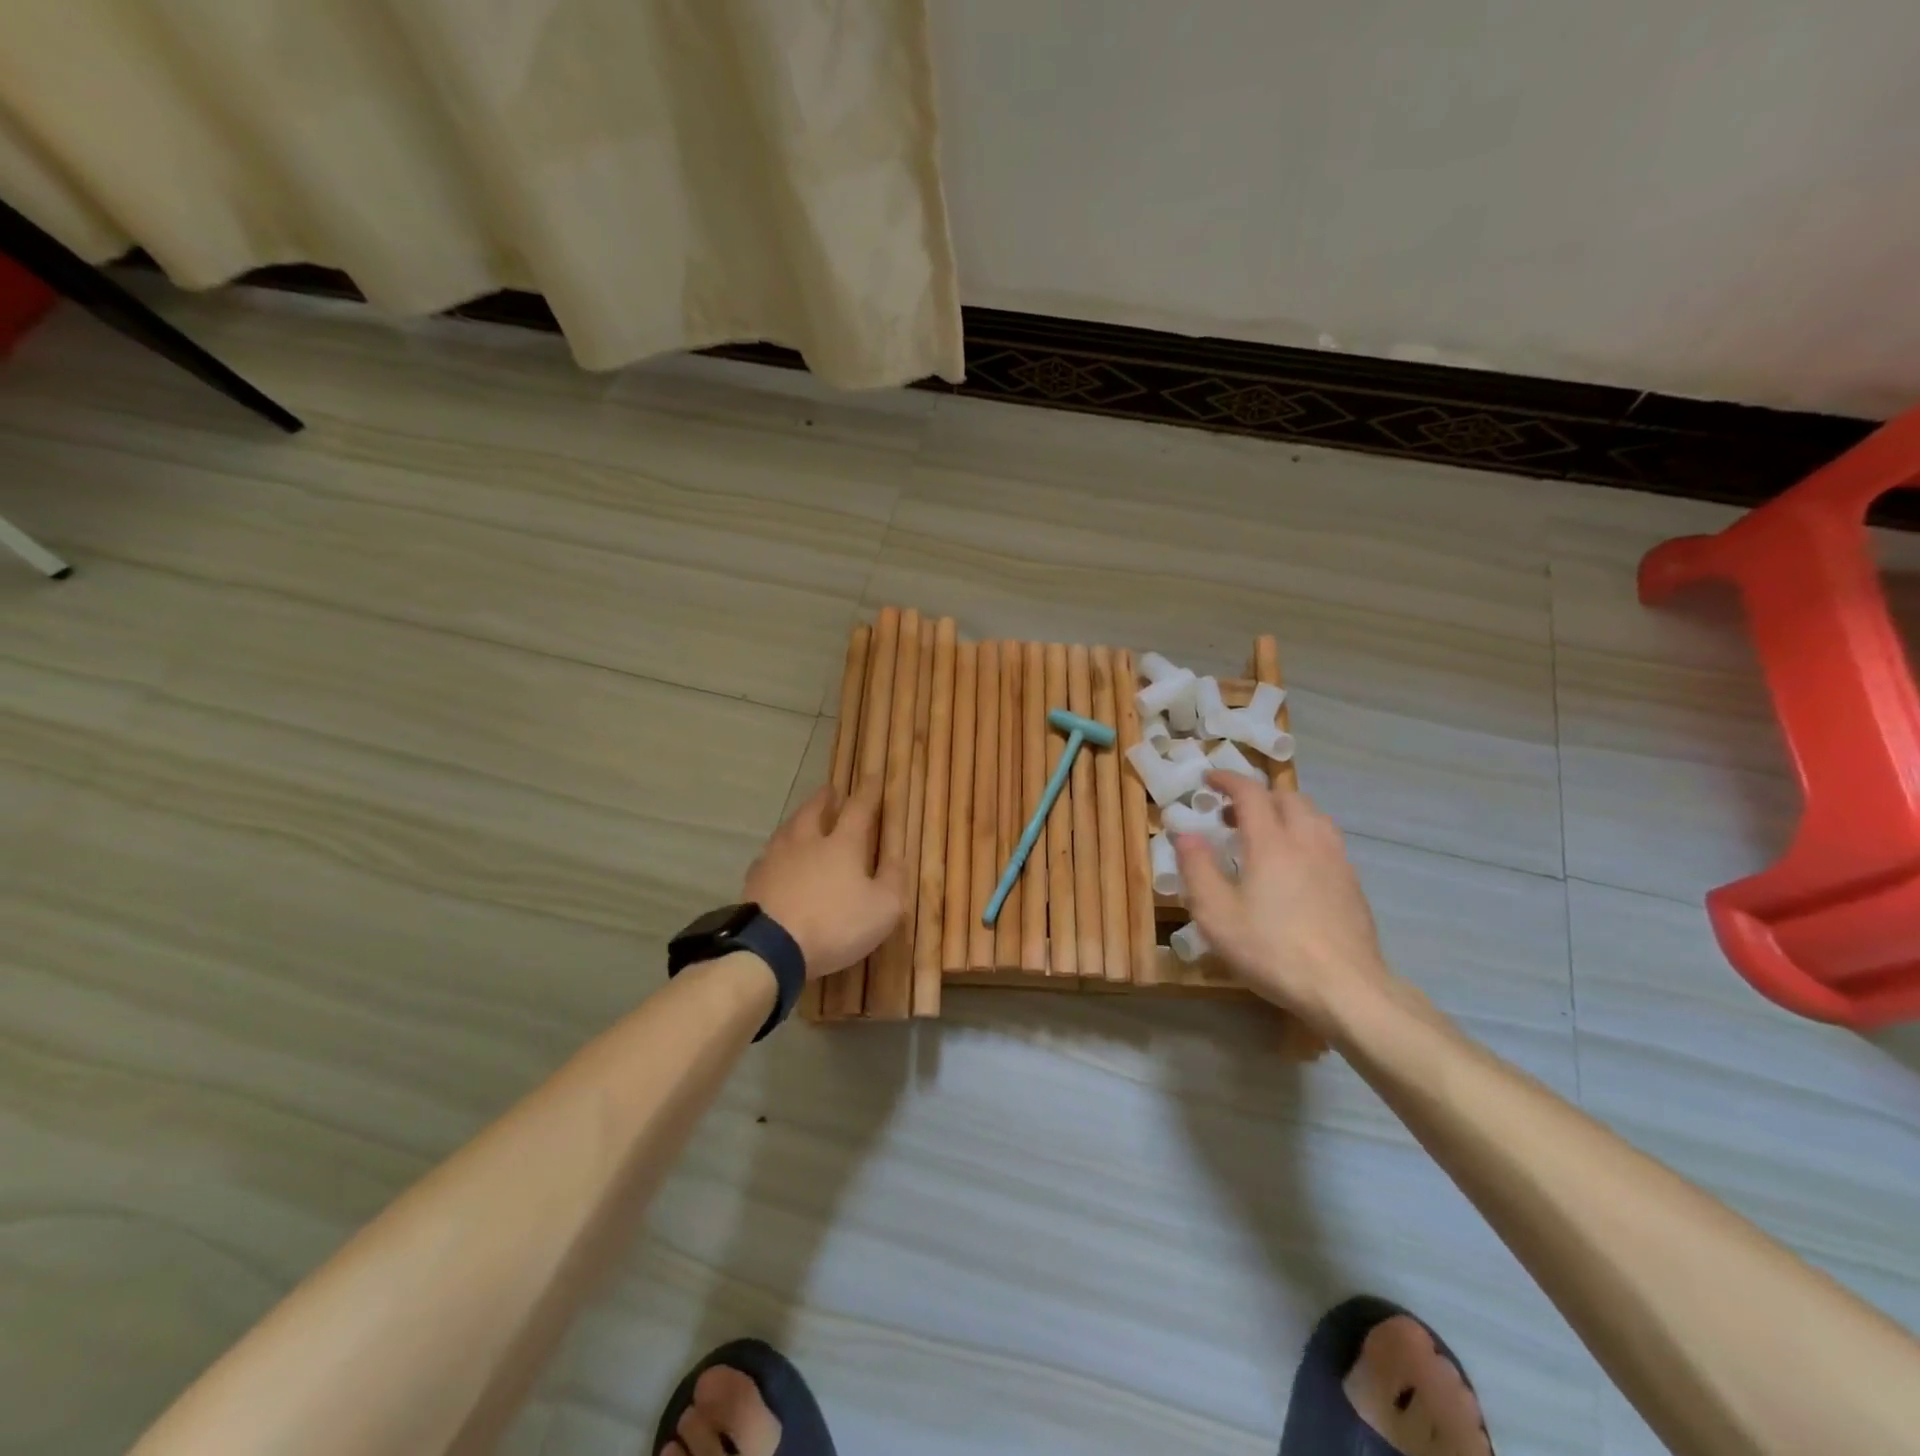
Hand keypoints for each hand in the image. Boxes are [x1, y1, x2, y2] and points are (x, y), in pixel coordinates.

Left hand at [744, 777, 906, 978]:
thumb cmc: (835, 925)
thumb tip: (898, 858)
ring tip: (801, 819)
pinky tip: (775, 859)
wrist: (771, 948)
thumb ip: (893, 880)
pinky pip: (767, 857)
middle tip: (828, 790)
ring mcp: (776, 859)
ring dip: (797, 820)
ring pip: (787, 829)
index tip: (871, 776)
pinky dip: (776, 852)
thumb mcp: (883, 909)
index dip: (867, 792)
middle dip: (824, 798)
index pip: (858, 808)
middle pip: (813, 810)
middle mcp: (807, 842)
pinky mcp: (754, 881)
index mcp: (842, 844)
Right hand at [1174, 772, 1395, 1033]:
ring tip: (1266, 834)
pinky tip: (1296, 865)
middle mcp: (1307, 840)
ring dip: (1285, 812)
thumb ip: (1197, 869)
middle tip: (1232, 815)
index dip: (1227, 780)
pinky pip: (1327, 840)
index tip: (1208, 780)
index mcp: (1271, 843)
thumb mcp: (1217, 915)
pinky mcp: (1352, 883)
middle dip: (1257, 796)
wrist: (1346, 988)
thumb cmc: (1272, 950)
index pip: (1250, 793)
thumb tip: (1185, 833)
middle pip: (1286, 797)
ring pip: (1313, 816)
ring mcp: (1336, 861)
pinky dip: (1305, 835)